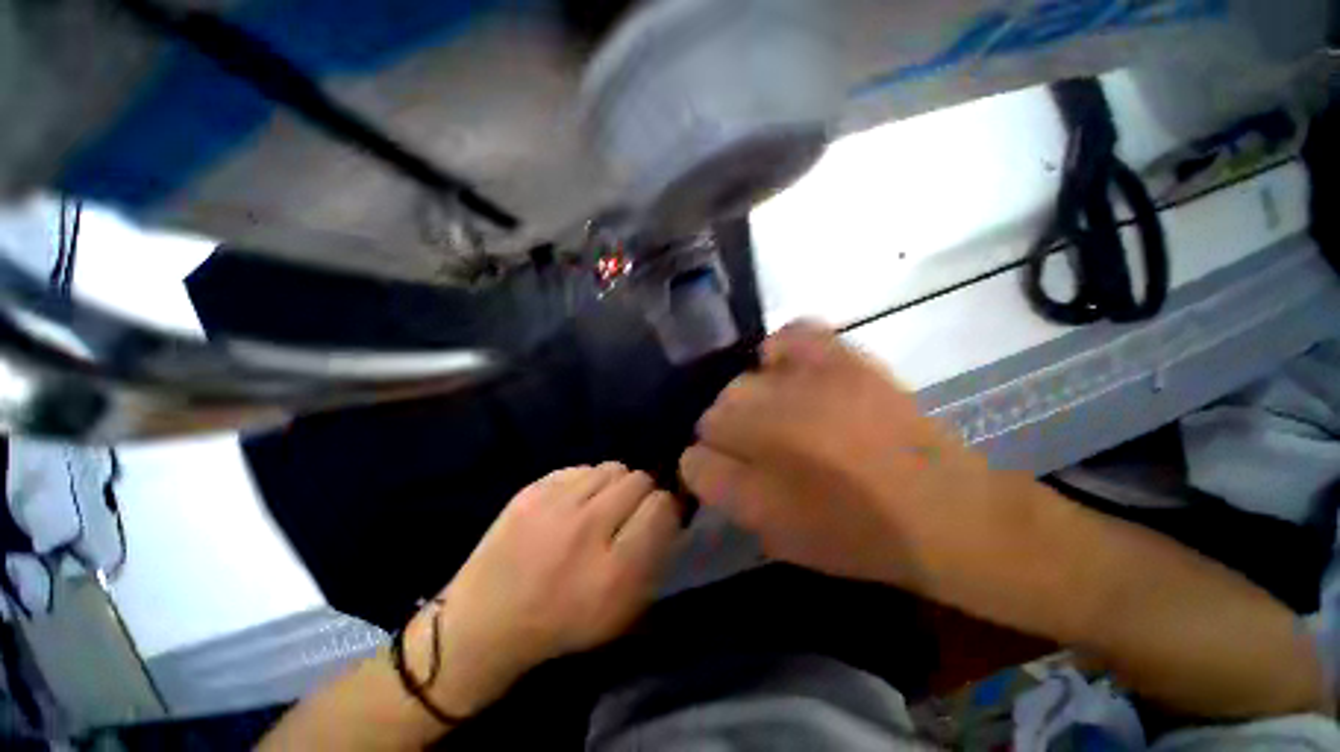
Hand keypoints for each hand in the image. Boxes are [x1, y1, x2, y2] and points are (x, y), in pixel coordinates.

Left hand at [407, 463, 681, 716]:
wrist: (485, 622)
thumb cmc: (562, 623)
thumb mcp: (622, 611)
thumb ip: (653, 557)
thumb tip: (668, 510)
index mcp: (614, 570)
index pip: (661, 507)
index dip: (666, 509)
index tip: (657, 517)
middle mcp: (587, 529)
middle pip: (639, 480)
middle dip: (642, 494)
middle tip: (628, 512)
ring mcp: (555, 505)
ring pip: (612, 468)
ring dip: (615, 485)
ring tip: (601, 505)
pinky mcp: (531, 491)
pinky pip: (581, 468)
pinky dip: (586, 482)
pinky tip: (574, 504)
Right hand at [679, 322, 1002, 590]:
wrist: (942, 508)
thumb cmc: (855, 534)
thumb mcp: (778, 534)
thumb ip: (725, 494)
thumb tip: (696, 460)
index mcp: (753, 479)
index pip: (693, 457)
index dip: (706, 464)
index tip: (728, 469)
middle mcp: (767, 424)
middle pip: (714, 412)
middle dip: (728, 431)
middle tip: (759, 446)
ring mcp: (803, 385)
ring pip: (742, 381)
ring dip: (751, 397)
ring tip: (777, 410)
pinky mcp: (839, 359)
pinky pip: (790, 336)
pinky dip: (783, 350)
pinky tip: (792, 371)